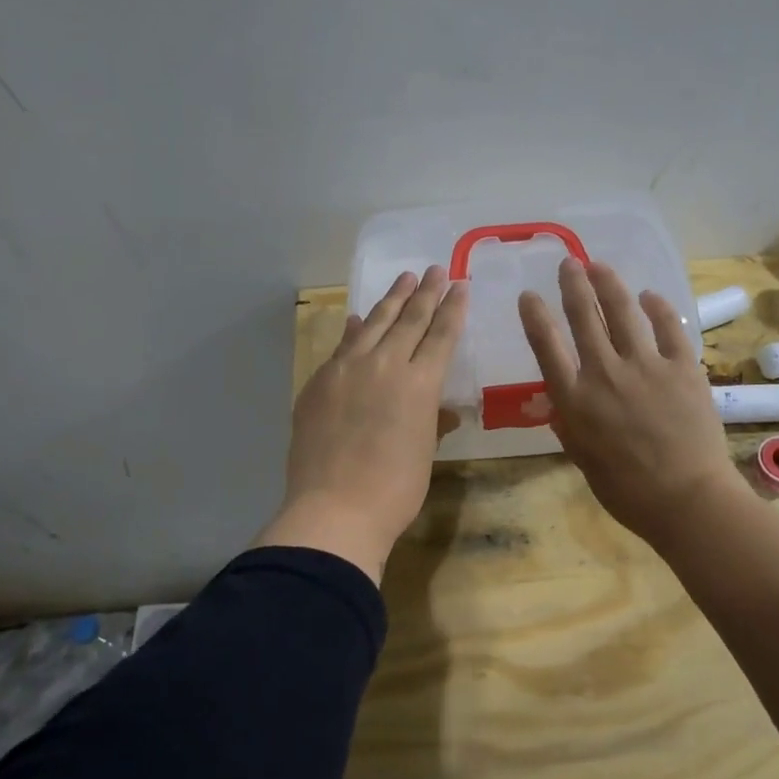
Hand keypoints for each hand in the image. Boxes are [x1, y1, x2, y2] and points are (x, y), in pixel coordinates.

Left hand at [257, 266, 467, 583]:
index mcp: (420, 384)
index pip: (441, 335)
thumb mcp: (424, 453)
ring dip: (390, 301)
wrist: (335, 508)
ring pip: (373, 324)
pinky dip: (354, 331)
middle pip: (409, 320)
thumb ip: (430, 421)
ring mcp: (347, 370)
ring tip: (403, 280)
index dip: (452, 309)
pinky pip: (342, 347)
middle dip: (424, 293)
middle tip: (434, 269)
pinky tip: (358, 319)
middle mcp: (385, 366)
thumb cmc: (395, 490)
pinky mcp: (319, 382)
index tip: (460, 285)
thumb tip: (438, 409)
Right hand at [518, 258, 738, 548]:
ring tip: (599, 266)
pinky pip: (668, 327)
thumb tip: (562, 399)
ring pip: (622, 311)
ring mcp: (645, 366)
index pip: (546, 345)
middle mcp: (604, 373)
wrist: (686, 499)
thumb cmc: (626, 490)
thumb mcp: (581, 457)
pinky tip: (649, 296)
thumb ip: (569, 422)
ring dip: (608, 284)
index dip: (535, 316)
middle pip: (583, 316)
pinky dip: (657, 307)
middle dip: (573, 285)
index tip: (529, 296)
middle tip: (568, 264)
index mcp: (574, 400)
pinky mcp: (682, 367)